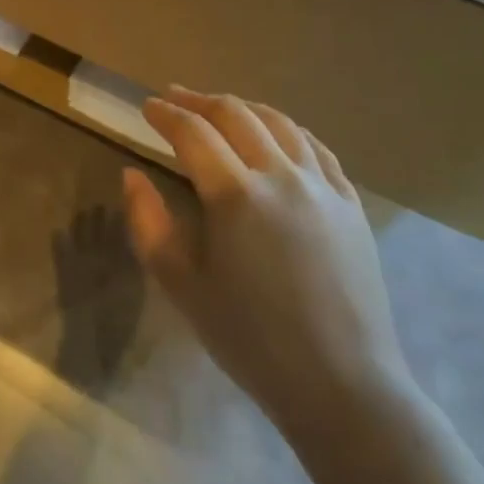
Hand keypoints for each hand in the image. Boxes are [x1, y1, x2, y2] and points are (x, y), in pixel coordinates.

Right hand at [122, 87, 411, 437]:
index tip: (145, 106)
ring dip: (243, 108)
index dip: (165, 114)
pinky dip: (288, 130)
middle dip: (199, 101)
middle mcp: (281, 176)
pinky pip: (317, 149)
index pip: (192, 133)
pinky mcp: (351, 205)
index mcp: (235, 195)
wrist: (342, 385)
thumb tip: (132, 175)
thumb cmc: (250, 338)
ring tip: (220, 108)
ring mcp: (323, 187)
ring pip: (280, 123)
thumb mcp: (180, 284)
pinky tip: (277, 135)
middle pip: (236, 115)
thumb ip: (148, 222)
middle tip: (174, 98)